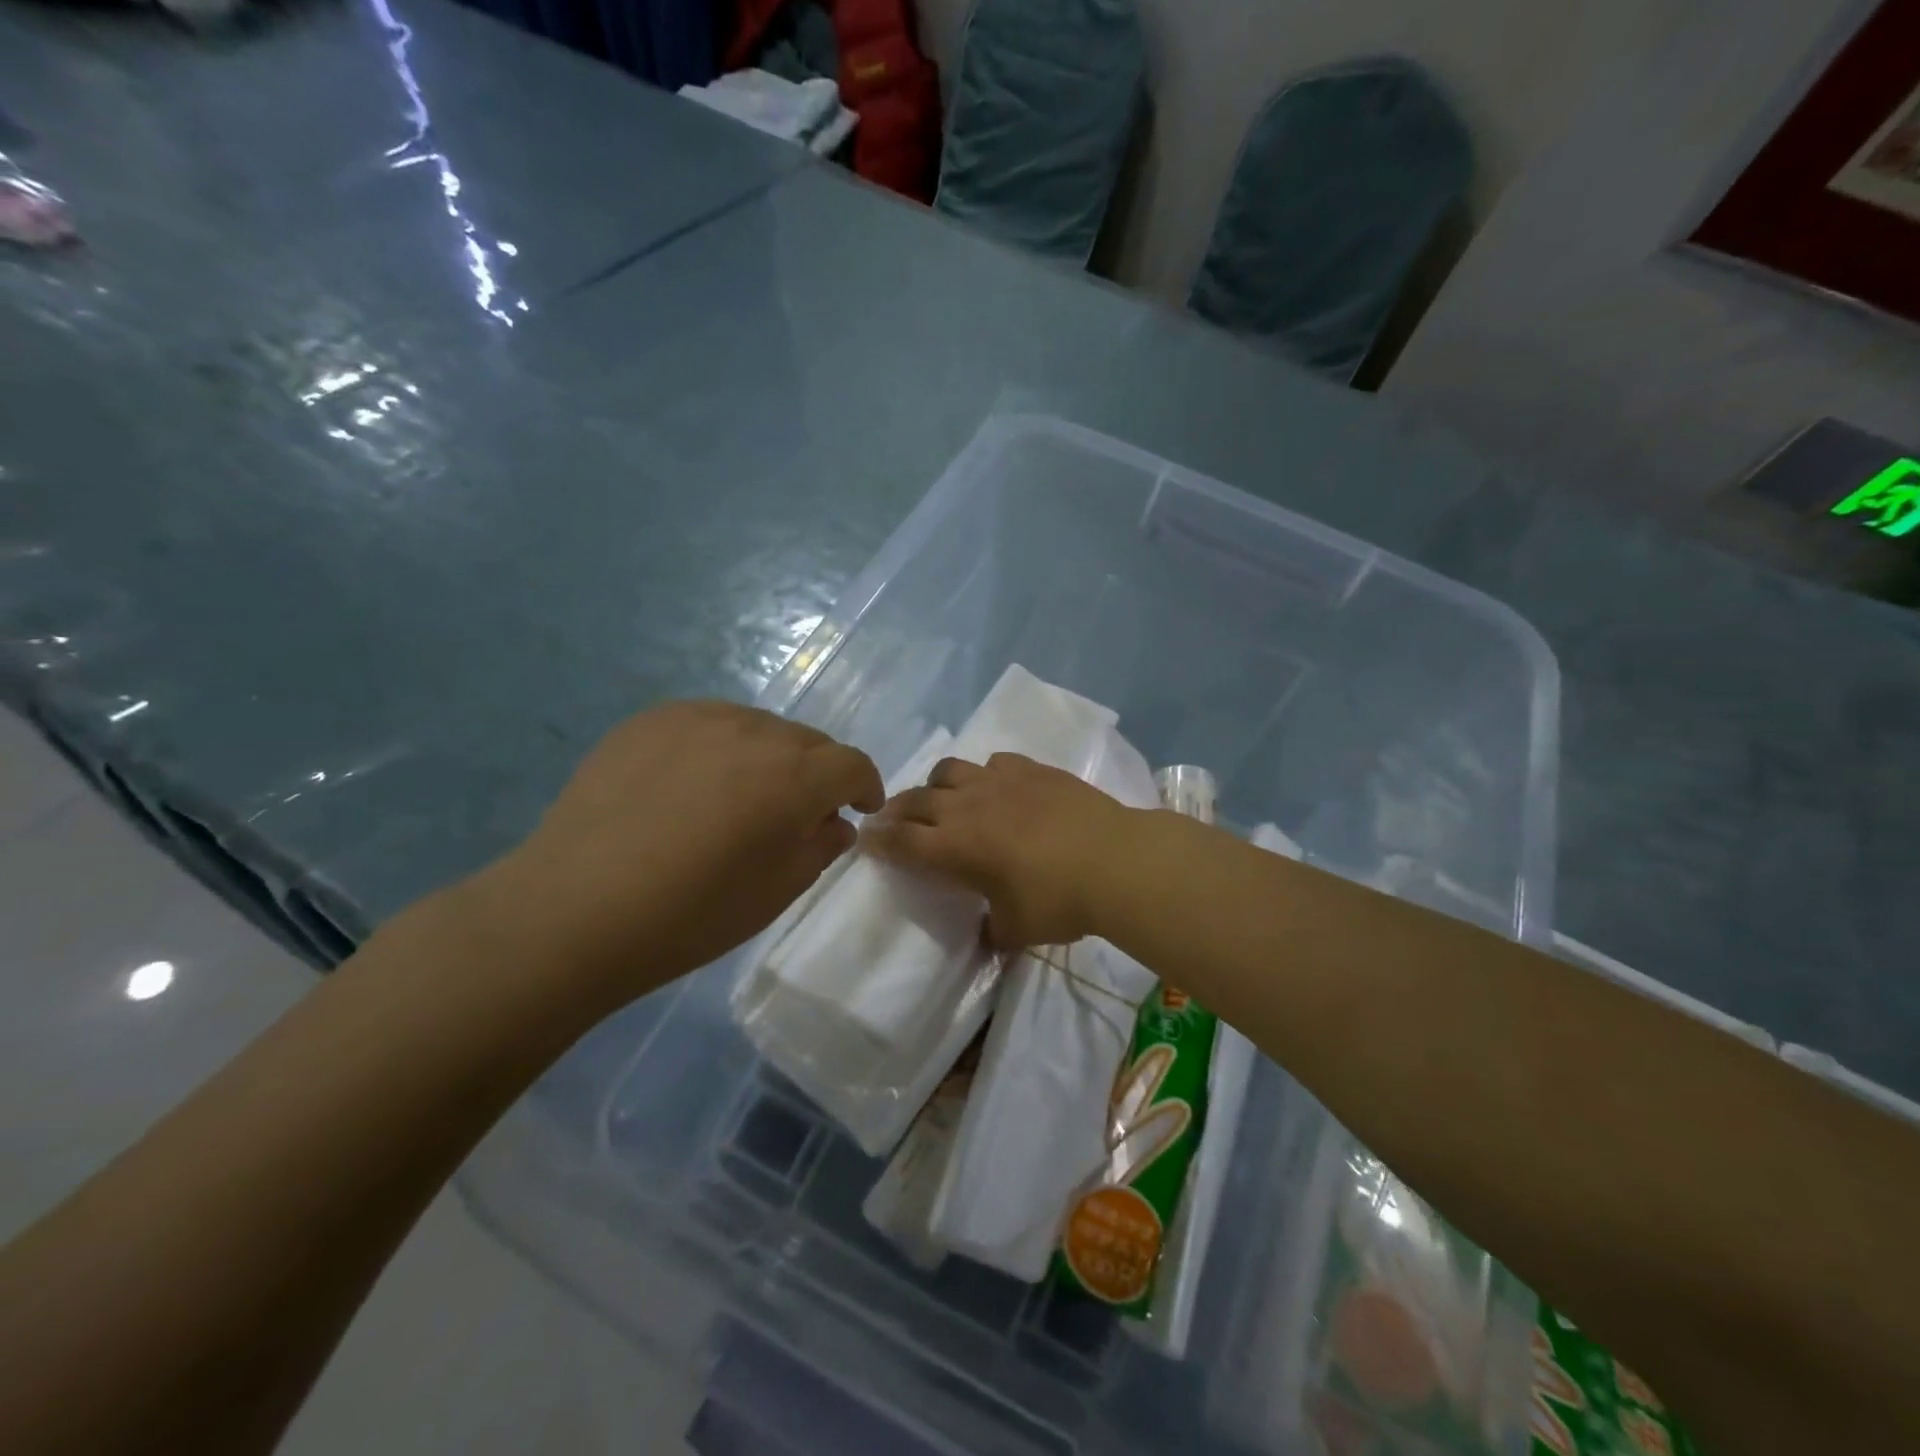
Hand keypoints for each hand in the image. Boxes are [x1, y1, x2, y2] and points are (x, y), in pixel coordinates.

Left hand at [471, 702, 882, 1001]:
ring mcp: (696, 718)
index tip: (858, 809)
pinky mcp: (649, 720)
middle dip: (817, 773)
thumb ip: (820, 846)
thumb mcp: (777, 892)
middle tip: (798, 811)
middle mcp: (753, 731)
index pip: (852, 763)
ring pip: (758, 727)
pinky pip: (707, 723)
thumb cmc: (691, 915)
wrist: (574, 910)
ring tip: (742, 795)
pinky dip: (719, 747)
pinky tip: (692, 784)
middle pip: (808, 740)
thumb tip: (833, 821)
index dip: (864, 785)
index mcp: (794, 776)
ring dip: (768, 756)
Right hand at [861, 753, 1138, 947]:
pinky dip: (984, 775)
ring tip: (944, 800)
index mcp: (955, 847)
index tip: (865, 839)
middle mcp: (967, 806)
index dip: (879, 841)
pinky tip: (998, 789)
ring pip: (949, 770)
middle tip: (892, 820)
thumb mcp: (1017, 929)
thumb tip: (989, 933)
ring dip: (936, 786)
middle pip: (916, 800)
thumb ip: (994, 930)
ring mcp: (999, 781)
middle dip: (897, 810)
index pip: (902, 841)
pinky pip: (993, 762)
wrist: (1116, 860)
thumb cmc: (1059, 901)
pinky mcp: (1031, 768)